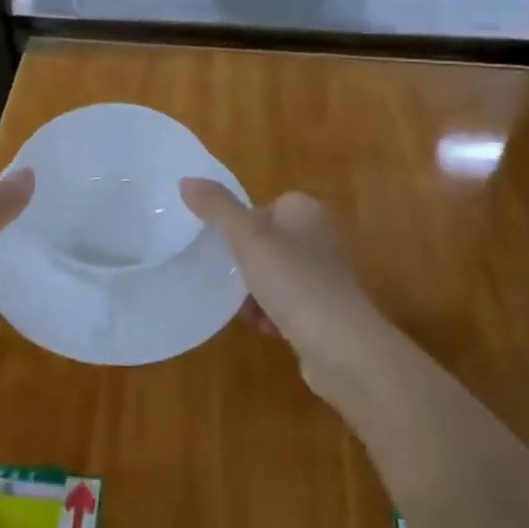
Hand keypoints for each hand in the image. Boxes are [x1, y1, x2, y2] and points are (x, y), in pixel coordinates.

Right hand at [180, 179, 409, 413]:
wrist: (342, 347)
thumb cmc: (294, 281)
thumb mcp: (247, 237)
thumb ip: (217, 207)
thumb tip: (186, 180)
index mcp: (306, 210)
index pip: (264, 206)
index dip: (240, 225)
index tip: (223, 245)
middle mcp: (320, 237)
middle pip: (266, 243)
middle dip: (244, 263)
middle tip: (225, 277)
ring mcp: (325, 276)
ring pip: (274, 275)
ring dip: (253, 292)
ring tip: (243, 308)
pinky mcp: (326, 311)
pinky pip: (287, 305)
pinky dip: (271, 314)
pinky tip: (264, 327)